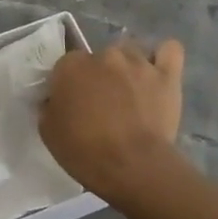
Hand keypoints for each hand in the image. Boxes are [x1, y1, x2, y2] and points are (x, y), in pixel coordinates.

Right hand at [41, 39, 186, 202]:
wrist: (133, 167)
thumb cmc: (85, 152)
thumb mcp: (48, 132)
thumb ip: (49, 106)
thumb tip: (55, 99)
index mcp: (72, 65)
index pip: (66, 65)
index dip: (70, 85)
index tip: (73, 104)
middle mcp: (104, 55)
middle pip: (99, 57)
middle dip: (99, 76)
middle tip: (102, 103)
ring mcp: (137, 62)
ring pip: (130, 52)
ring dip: (128, 68)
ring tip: (131, 93)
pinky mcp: (166, 75)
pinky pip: (169, 51)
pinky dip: (163, 56)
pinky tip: (158, 71)